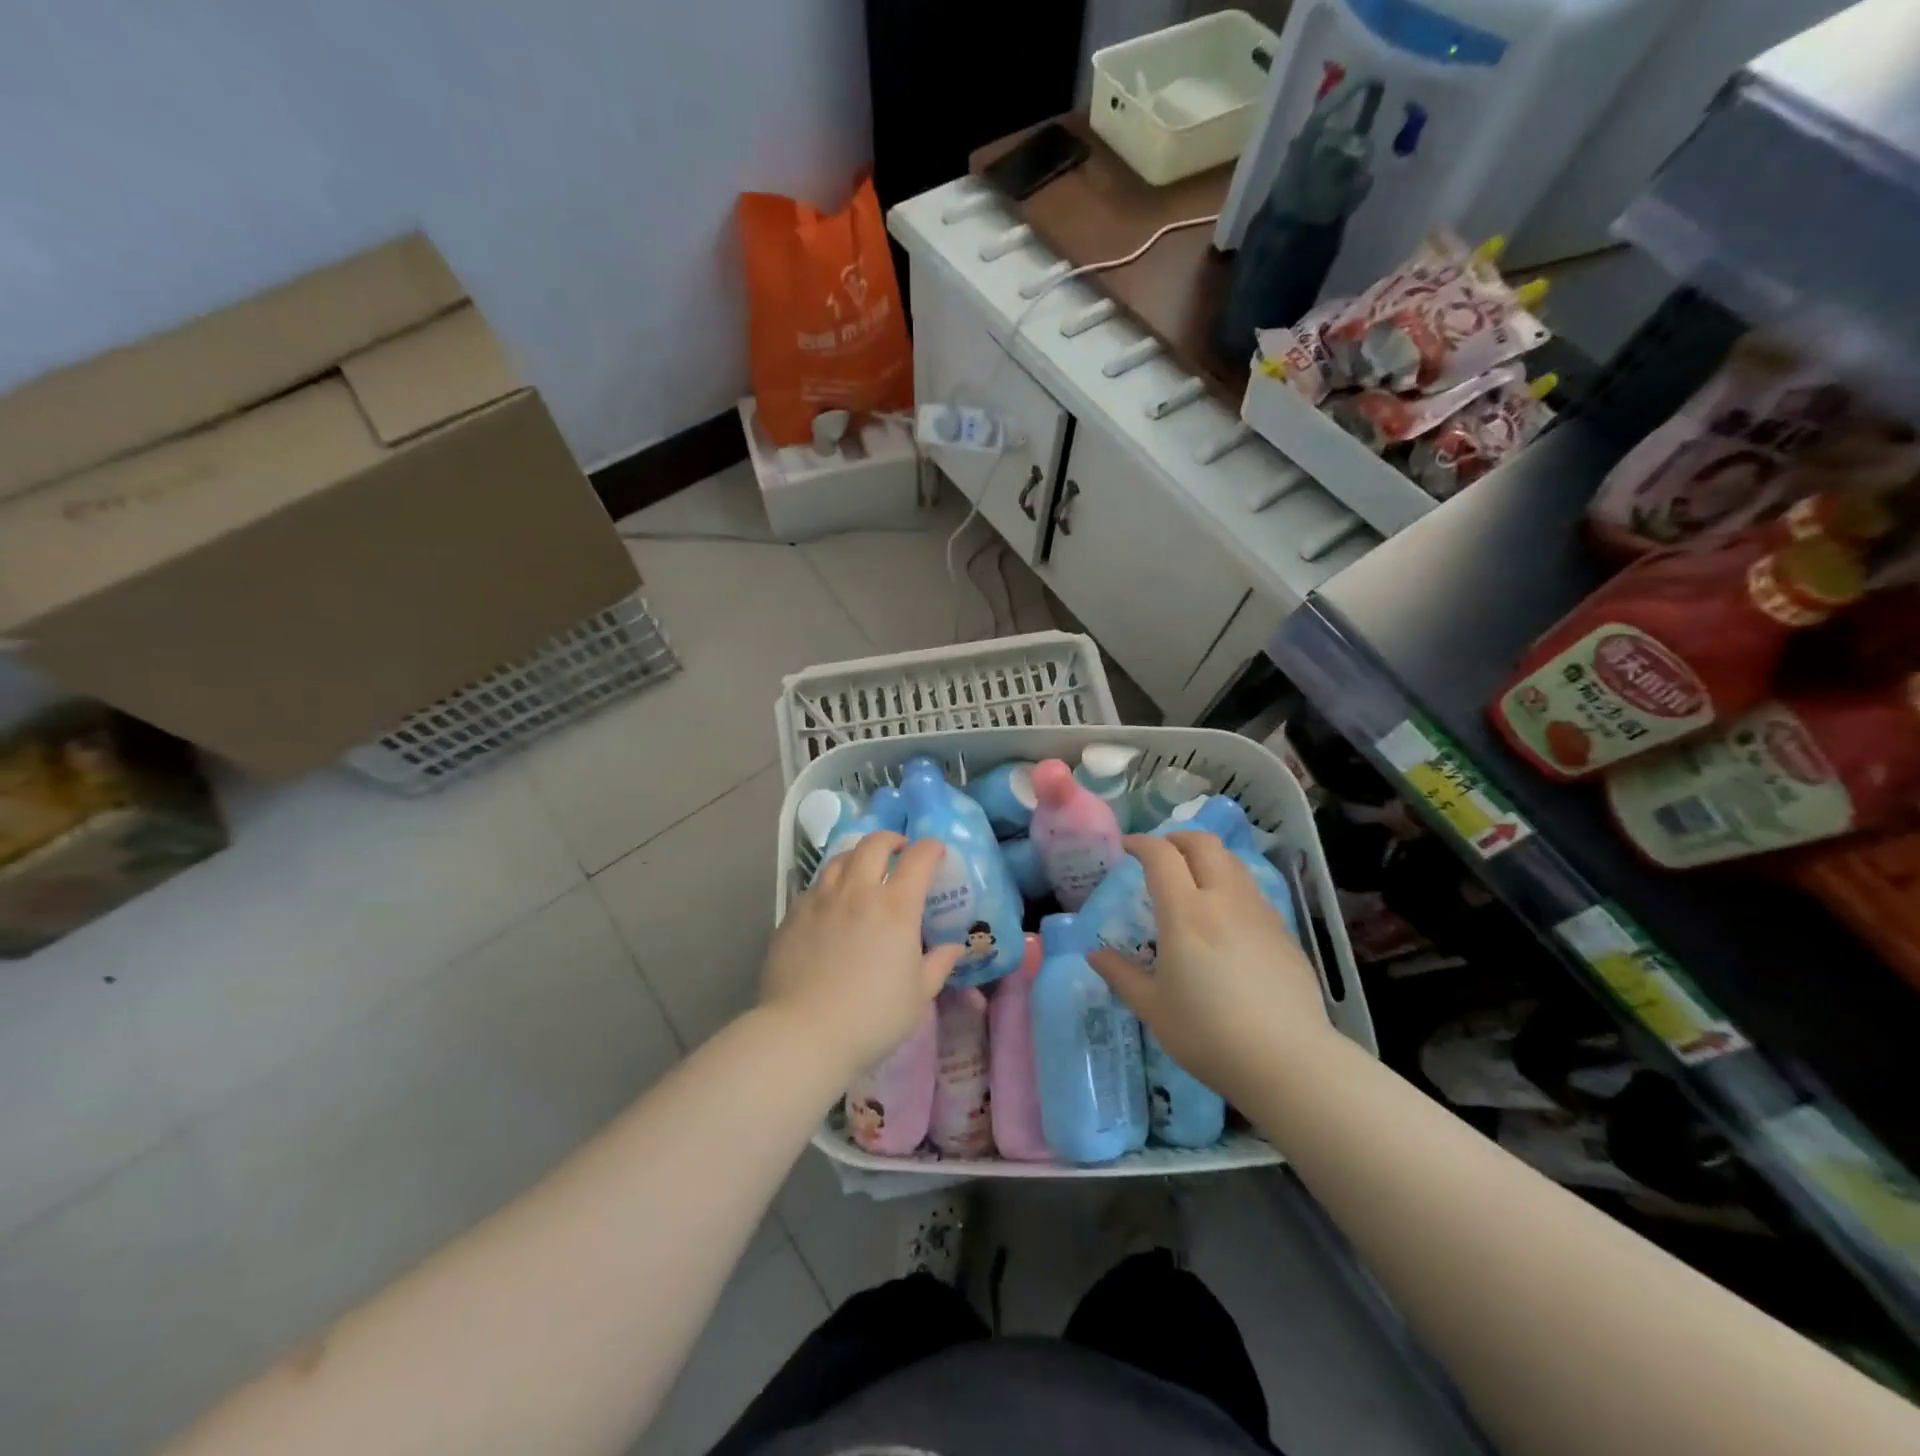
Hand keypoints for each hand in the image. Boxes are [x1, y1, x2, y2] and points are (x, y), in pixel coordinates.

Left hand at [760, 833, 963, 1080]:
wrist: (804, 1033)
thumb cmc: (872, 1017)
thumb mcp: (918, 995)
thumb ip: (938, 965)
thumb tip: (955, 948)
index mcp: (896, 907)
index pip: (918, 859)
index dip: (931, 848)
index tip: (936, 852)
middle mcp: (858, 891)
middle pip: (874, 844)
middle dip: (891, 840)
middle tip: (898, 852)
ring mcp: (821, 900)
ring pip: (840, 858)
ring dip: (858, 857)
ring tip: (863, 871)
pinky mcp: (793, 914)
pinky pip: (815, 885)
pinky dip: (830, 884)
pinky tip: (832, 904)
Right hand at [1088, 832, 1332, 1107]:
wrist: (1288, 1061)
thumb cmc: (1208, 1034)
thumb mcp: (1153, 1008)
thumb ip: (1122, 975)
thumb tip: (1094, 955)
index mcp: (1186, 913)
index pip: (1161, 856)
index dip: (1142, 844)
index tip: (1127, 848)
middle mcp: (1224, 900)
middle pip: (1203, 844)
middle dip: (1177, 839)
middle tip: (1160, 855)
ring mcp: (1259, 913)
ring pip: (1232, 863)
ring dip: (1207, 858)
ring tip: (1193, 880)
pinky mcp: (1283, 933)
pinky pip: (1252, 892)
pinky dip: (1231, 886)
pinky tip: (1225, 919)